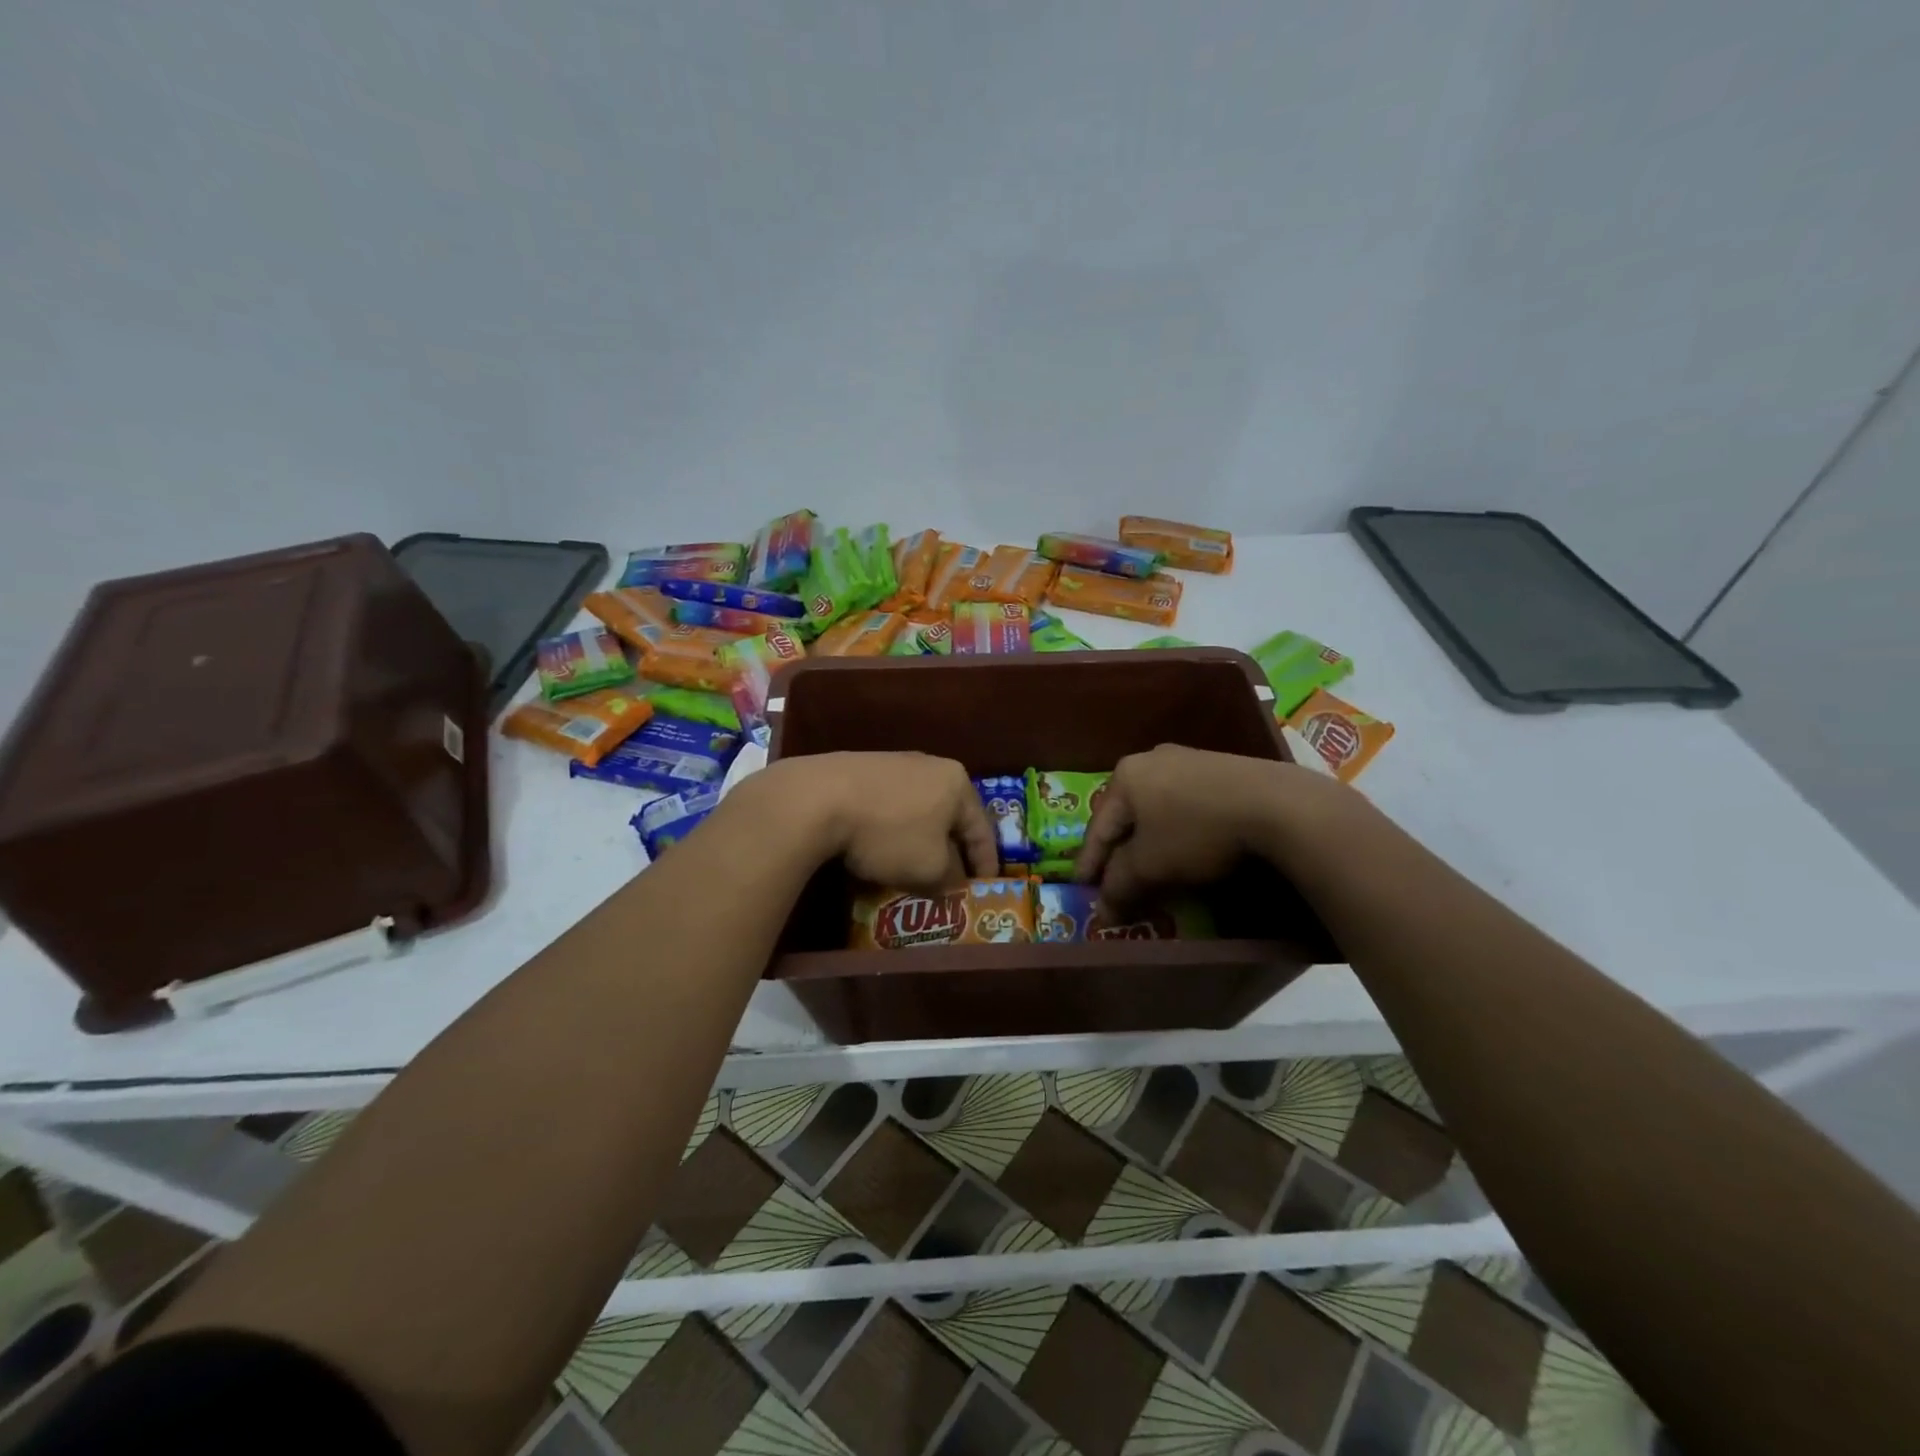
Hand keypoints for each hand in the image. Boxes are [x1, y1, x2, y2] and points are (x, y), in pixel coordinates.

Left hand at [745, 752, 998, 886]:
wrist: (817, 799)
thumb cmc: (888, 833)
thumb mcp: (930, 868)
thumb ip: (950, 877)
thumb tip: (952, 880)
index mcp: (957, 783)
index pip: (982, 829)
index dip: (986, 863)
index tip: (985, 888)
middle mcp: (930, 765)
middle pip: (950, 817)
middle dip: (951, 850)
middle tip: (951, 879)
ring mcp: (893, 763)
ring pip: (918, 810)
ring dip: (919, 840)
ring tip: (913, 867)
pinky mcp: (860, 769)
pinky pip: (888, 806)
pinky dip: (891, 830)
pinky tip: (878, 848)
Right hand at [1075, 744, 1361, 906]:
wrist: (1276, 804)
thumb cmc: (1196, 831)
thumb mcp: (1150, 865)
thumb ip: (1119, 886)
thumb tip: (1102, 912)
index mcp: (1125, 775)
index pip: (1098, 827)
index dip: (1089, 863)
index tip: (1082, 888)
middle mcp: (1151, 760)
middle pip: (1126, 815)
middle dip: (1119, 850)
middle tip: (1114, 879)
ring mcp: (1189, 760)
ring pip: (1157, 809)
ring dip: (1150, 841)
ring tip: (1150, 867)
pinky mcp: (1222, 768)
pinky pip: (1185, 804)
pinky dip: (1178, 830)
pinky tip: (1186, 848)